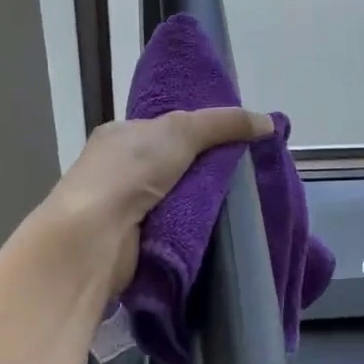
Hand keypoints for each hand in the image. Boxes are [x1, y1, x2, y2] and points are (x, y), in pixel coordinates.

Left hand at [42, 108, 272, 293]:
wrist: (95, 235)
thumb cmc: (129, 171)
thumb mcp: (181, 131)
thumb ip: (224, 122)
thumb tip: (268, 122)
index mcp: (119, 135)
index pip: (163, 127)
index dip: (197, 130)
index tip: (232, 139)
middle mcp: (117, 169)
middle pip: (172, 164)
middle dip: (204, 168)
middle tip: (245, 173)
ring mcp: (122, 207)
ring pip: (174, 197)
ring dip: (201, 200)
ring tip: (243, 201)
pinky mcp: (132, 241)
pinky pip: (172, 227)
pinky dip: (192, 226)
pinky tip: (220, 227)